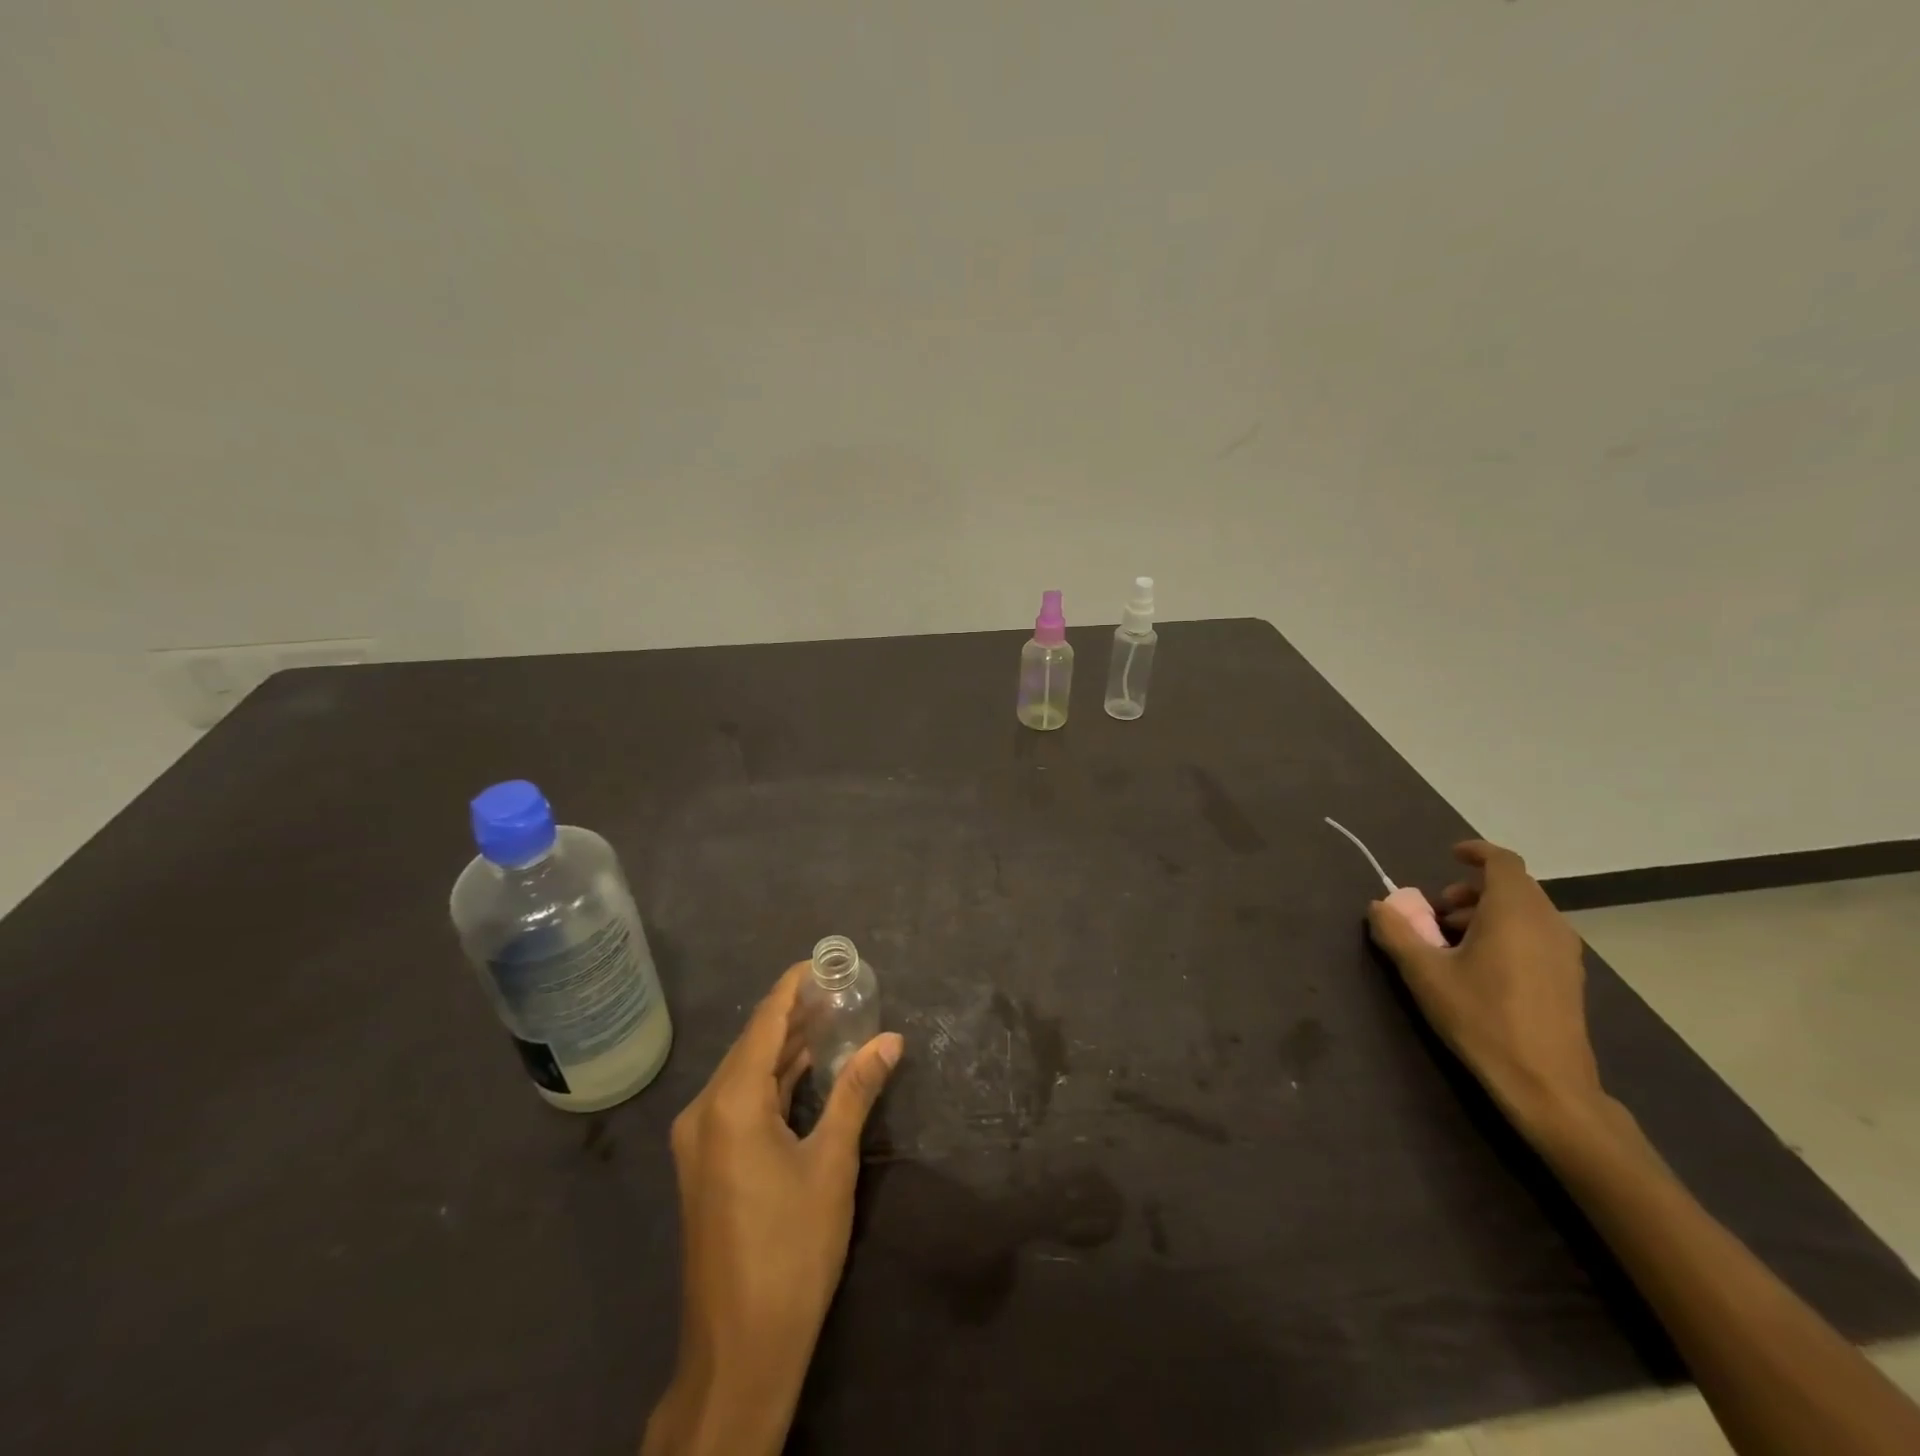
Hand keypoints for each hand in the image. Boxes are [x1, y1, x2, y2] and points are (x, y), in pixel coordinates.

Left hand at [642, 964, 903, 1455]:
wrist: (740, 1350)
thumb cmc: (790, 1249)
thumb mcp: (831, 1163)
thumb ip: (857, 1092)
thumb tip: (891, 1040)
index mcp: (730, 1103)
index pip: (765, 1022)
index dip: (794, 986)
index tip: (825, 960)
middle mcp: (705, 1111)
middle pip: (754, 1044)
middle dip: (796, 1014)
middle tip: (841, 987)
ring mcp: (700, 1140)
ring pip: (747, 1073)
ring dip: (786, 1048)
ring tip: (832, 1017)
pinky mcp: (707, 1163)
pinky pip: (741, 1102)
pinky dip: (774, 1081)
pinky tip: (805, 1068)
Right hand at [1367, 839, 1603, 1139]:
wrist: (1546, 1084)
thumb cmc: (1481, 1018)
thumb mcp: (1424, 974)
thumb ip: (1397, 933)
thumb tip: (1378, 906)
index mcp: (1514, 912)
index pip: (1502, 862)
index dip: (1476, 852)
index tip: (1449, 855)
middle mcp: (1547, 923)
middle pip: (1513, 886)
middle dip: (1471, 889)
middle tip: (1437, 910)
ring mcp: (1565, 952)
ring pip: (1525, 911)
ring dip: (1487, 912)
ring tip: (1453, 941)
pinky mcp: (1569, 977)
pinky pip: (1536, 934)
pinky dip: (1507, 932)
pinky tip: (1482, 966)